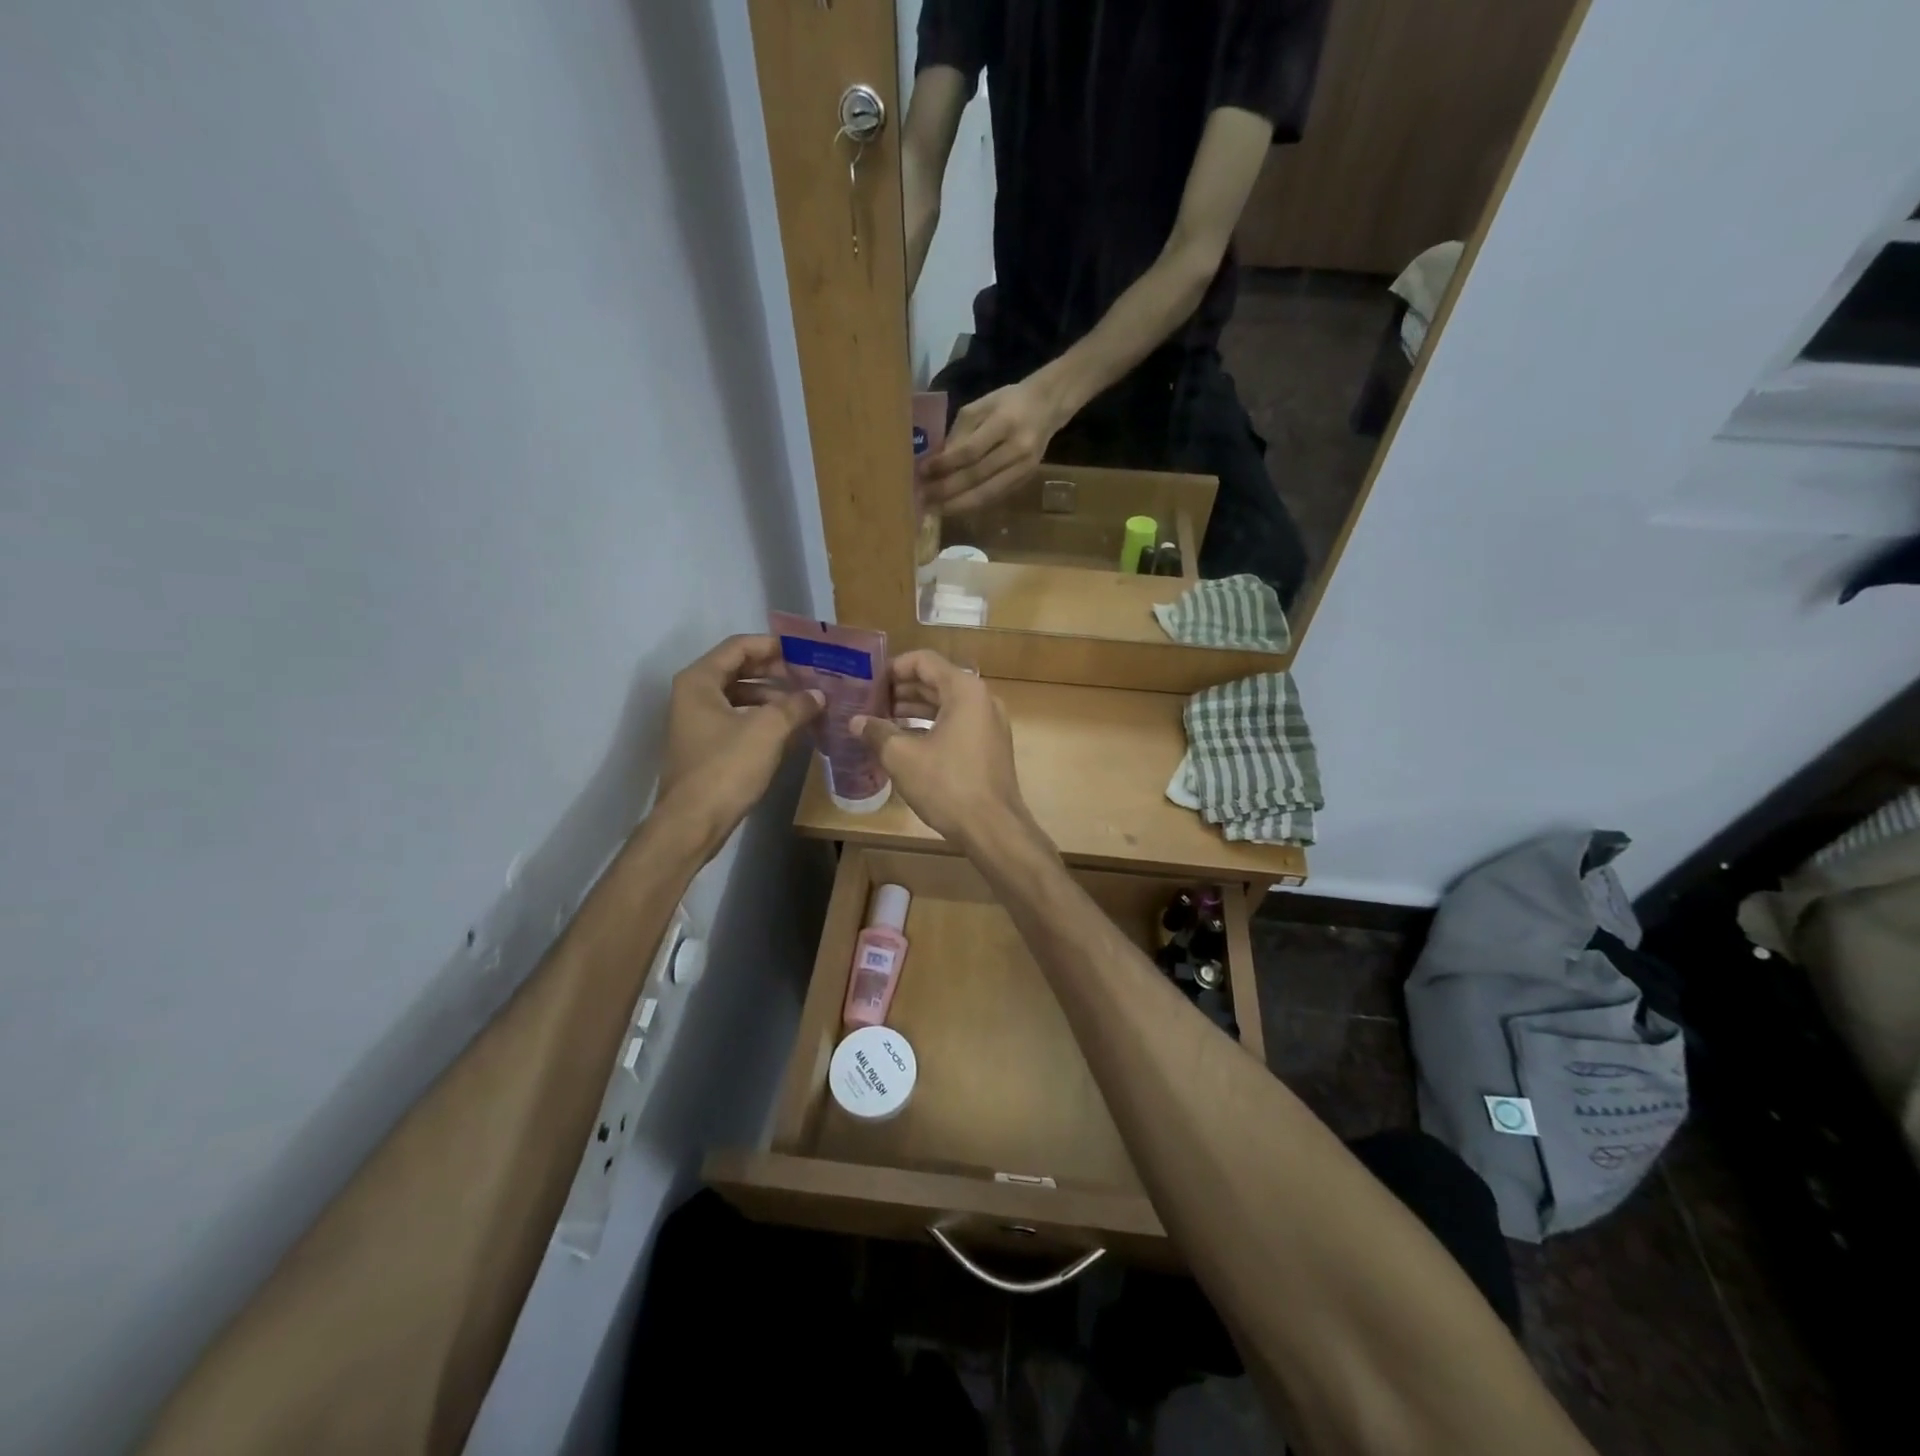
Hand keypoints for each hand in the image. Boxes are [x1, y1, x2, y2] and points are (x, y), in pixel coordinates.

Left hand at [657, 635, 821, 853]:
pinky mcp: (707, 748)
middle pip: (740, 670)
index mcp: (700, 681)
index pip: (739, 646)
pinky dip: (764, 720)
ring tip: (808, 704)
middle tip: (812, 677)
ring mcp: (698, 723)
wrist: (693, 823)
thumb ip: (796, 705)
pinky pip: (739, 721)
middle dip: (777, 672)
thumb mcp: (768, 730)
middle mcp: (694, 695)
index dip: (773, 646)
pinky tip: (792, 730)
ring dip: (774, 698)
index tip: (805, 652)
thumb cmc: (726, 767)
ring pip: (741, 697)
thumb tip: (819, 695)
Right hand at [850, 650, 1036, 848]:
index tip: (868, 683)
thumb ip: (877, 732)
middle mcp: (982, 699)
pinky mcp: (990, 746)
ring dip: (914, 710)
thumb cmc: (948, 785)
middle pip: (936, 681)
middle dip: (901, 690)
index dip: (892, 668)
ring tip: (881, 722)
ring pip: (946, 704)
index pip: (924, 661)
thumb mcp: (903, 757)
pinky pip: (957, 724)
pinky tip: (905, 742)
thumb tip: (856, 722)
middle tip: (869, 702)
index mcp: (964, 690)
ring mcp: (990, 723)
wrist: (993, 828)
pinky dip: (931, 726)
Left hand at [924, 374, 1066, 514]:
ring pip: (987, 493)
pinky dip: (973, 505)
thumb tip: (937, 464)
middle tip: (923, 498)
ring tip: (935, 509)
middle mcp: (1017, 448)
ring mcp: (1024, 468)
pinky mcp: (1026, 480)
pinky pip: (996, 497)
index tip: (923, 472)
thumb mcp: (980, 406)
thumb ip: (959, 433)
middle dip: (947, 490)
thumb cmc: (1008, 402)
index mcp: (1004, 423)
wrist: (1048, 407)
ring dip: (958, 505)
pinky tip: (956, 508)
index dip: (945, 465)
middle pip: (977, 477)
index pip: (970, 451)